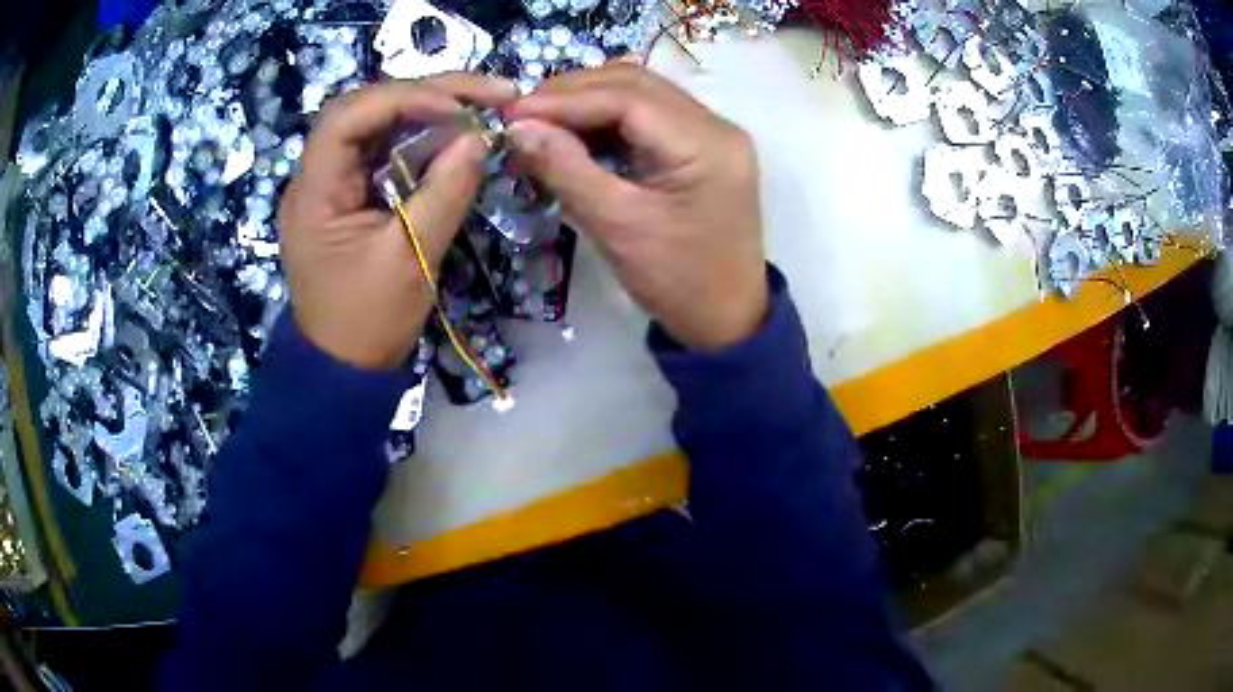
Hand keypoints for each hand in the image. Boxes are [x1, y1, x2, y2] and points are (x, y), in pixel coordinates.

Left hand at [278, 75, 515, 369]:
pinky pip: (384, 149)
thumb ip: (445, 193)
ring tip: (482, 106)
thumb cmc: (368, 323)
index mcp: (314, 193)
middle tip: (490, 94)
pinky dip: (422, 136)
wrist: (343, 369)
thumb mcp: (411, 260)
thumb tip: (479, 138)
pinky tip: (456, 134)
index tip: (461, 109)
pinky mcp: (349, 194)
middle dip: (427, 92)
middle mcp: (315, 176)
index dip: (404, 98)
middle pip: (366, 108)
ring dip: (429, 109)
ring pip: (377, 123)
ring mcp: (332, 183)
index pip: (348, 116)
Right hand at [505, 64, 766, 350]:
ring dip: (588, 100)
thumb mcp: (617, 227)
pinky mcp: (703, 146)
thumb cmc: (677, 281)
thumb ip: (566, 169)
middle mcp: (716, 125)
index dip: (564, 99)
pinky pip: (650, 115)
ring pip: (641, 93)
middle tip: (522, 113)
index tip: (512, 112)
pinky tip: (575, 132)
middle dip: (573, 92)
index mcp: (706, 144)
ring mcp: (713, 133)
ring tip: (541, 121)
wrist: (726, 318)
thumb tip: (517, 128)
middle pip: (636, 84)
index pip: (627, 97)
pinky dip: (608, 117)